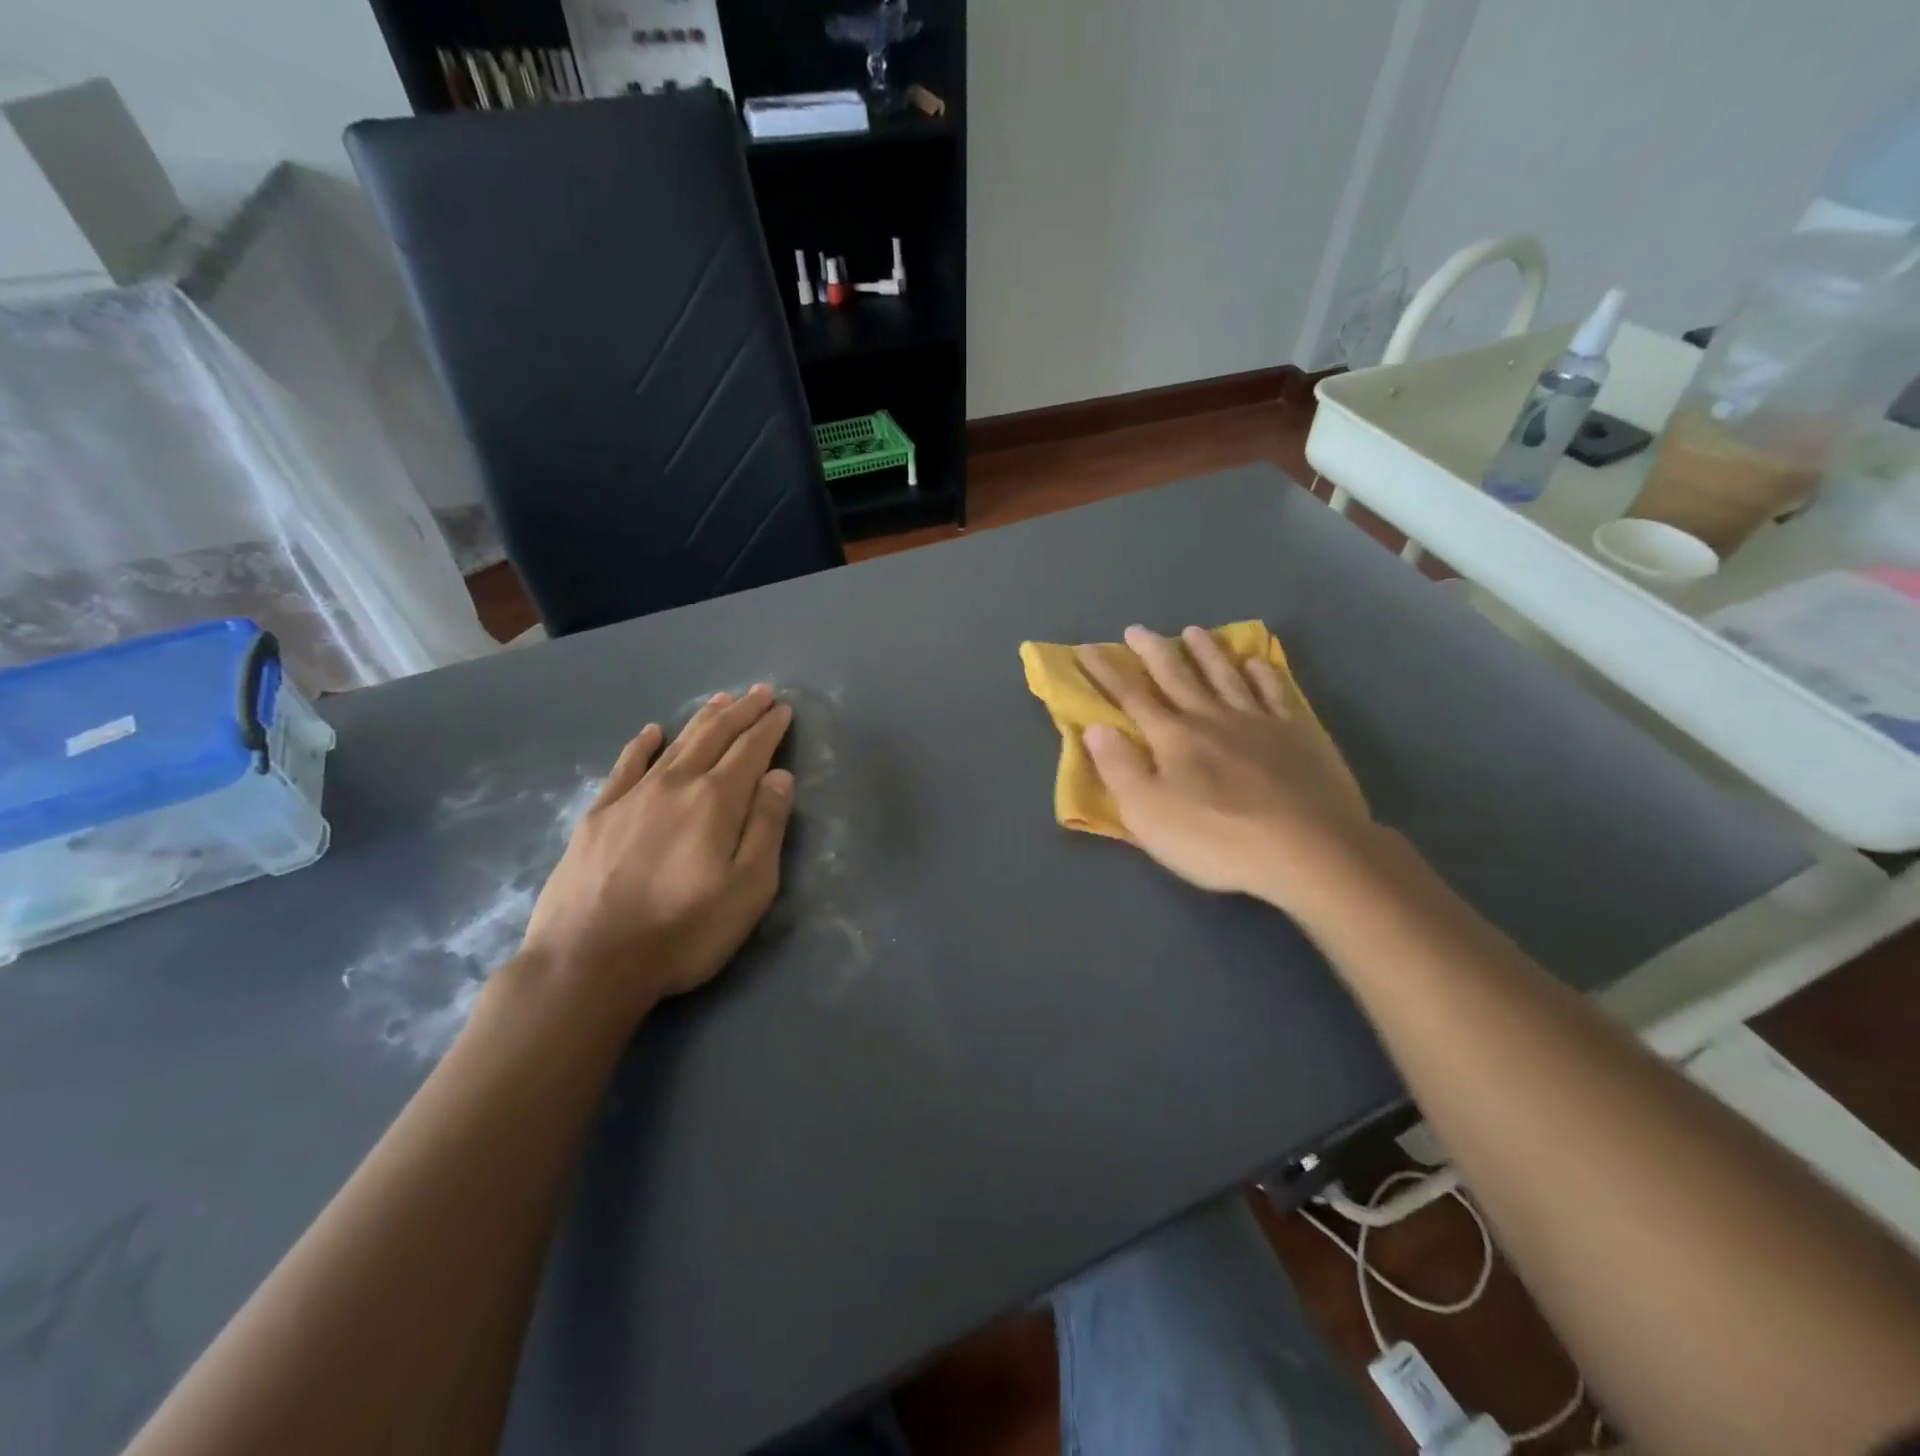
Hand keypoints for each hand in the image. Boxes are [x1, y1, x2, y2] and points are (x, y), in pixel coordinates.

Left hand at [519, 685, 794, 1022]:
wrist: (587, 963)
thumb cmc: (683, 931)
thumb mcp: (748, 889)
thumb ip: (767, 828)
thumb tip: (778, 777)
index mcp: (716, 801)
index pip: (750, 751)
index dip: (769, 728)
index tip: (783, 709)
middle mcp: (675, 785)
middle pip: (714, 737)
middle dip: (741, 712)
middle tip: (759, 691)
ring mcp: (631, 797)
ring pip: (675, 744)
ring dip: (702, 719)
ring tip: (721, 699)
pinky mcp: (598, 815)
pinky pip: (625, 766)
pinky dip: (641, 745)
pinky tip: (651, 732)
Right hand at [1075, 625, 1377, 918]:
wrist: (1308, 849)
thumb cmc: (1217, 839)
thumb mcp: (1149, 814)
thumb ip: (1119, 768)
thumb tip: (1095, 728)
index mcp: (1173, 737)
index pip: (1131, 697)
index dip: (1107, 673)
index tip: (1087, 649)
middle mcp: (1212, 717)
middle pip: (1177, 676)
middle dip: (1153, 651)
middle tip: (1137, 629)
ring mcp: (1259, 721)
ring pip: (1225, 675)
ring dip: (1206, 652)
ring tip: (1193, 631)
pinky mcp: (1298, 734)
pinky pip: (1275, 692)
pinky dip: (1263, 674)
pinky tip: (1256, 663)